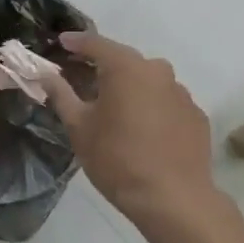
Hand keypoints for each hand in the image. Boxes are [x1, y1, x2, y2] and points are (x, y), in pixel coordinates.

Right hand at [43, 31, 215, 229]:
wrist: (174, 200)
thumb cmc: (117, 159)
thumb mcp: (79, 128)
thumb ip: (61, 94)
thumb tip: (46, 75)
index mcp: (125, 67)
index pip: (95, 43)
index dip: (76, 42)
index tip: (61, 42)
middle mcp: (156, 70)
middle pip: (124, 60)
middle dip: (104, 65)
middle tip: (84, 76)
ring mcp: (181, 92)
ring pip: (148, 81)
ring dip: (131, 88)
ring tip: (116, 108)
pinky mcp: (196, 115)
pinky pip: (167, 102)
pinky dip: (153, 107)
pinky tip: (145, 130)